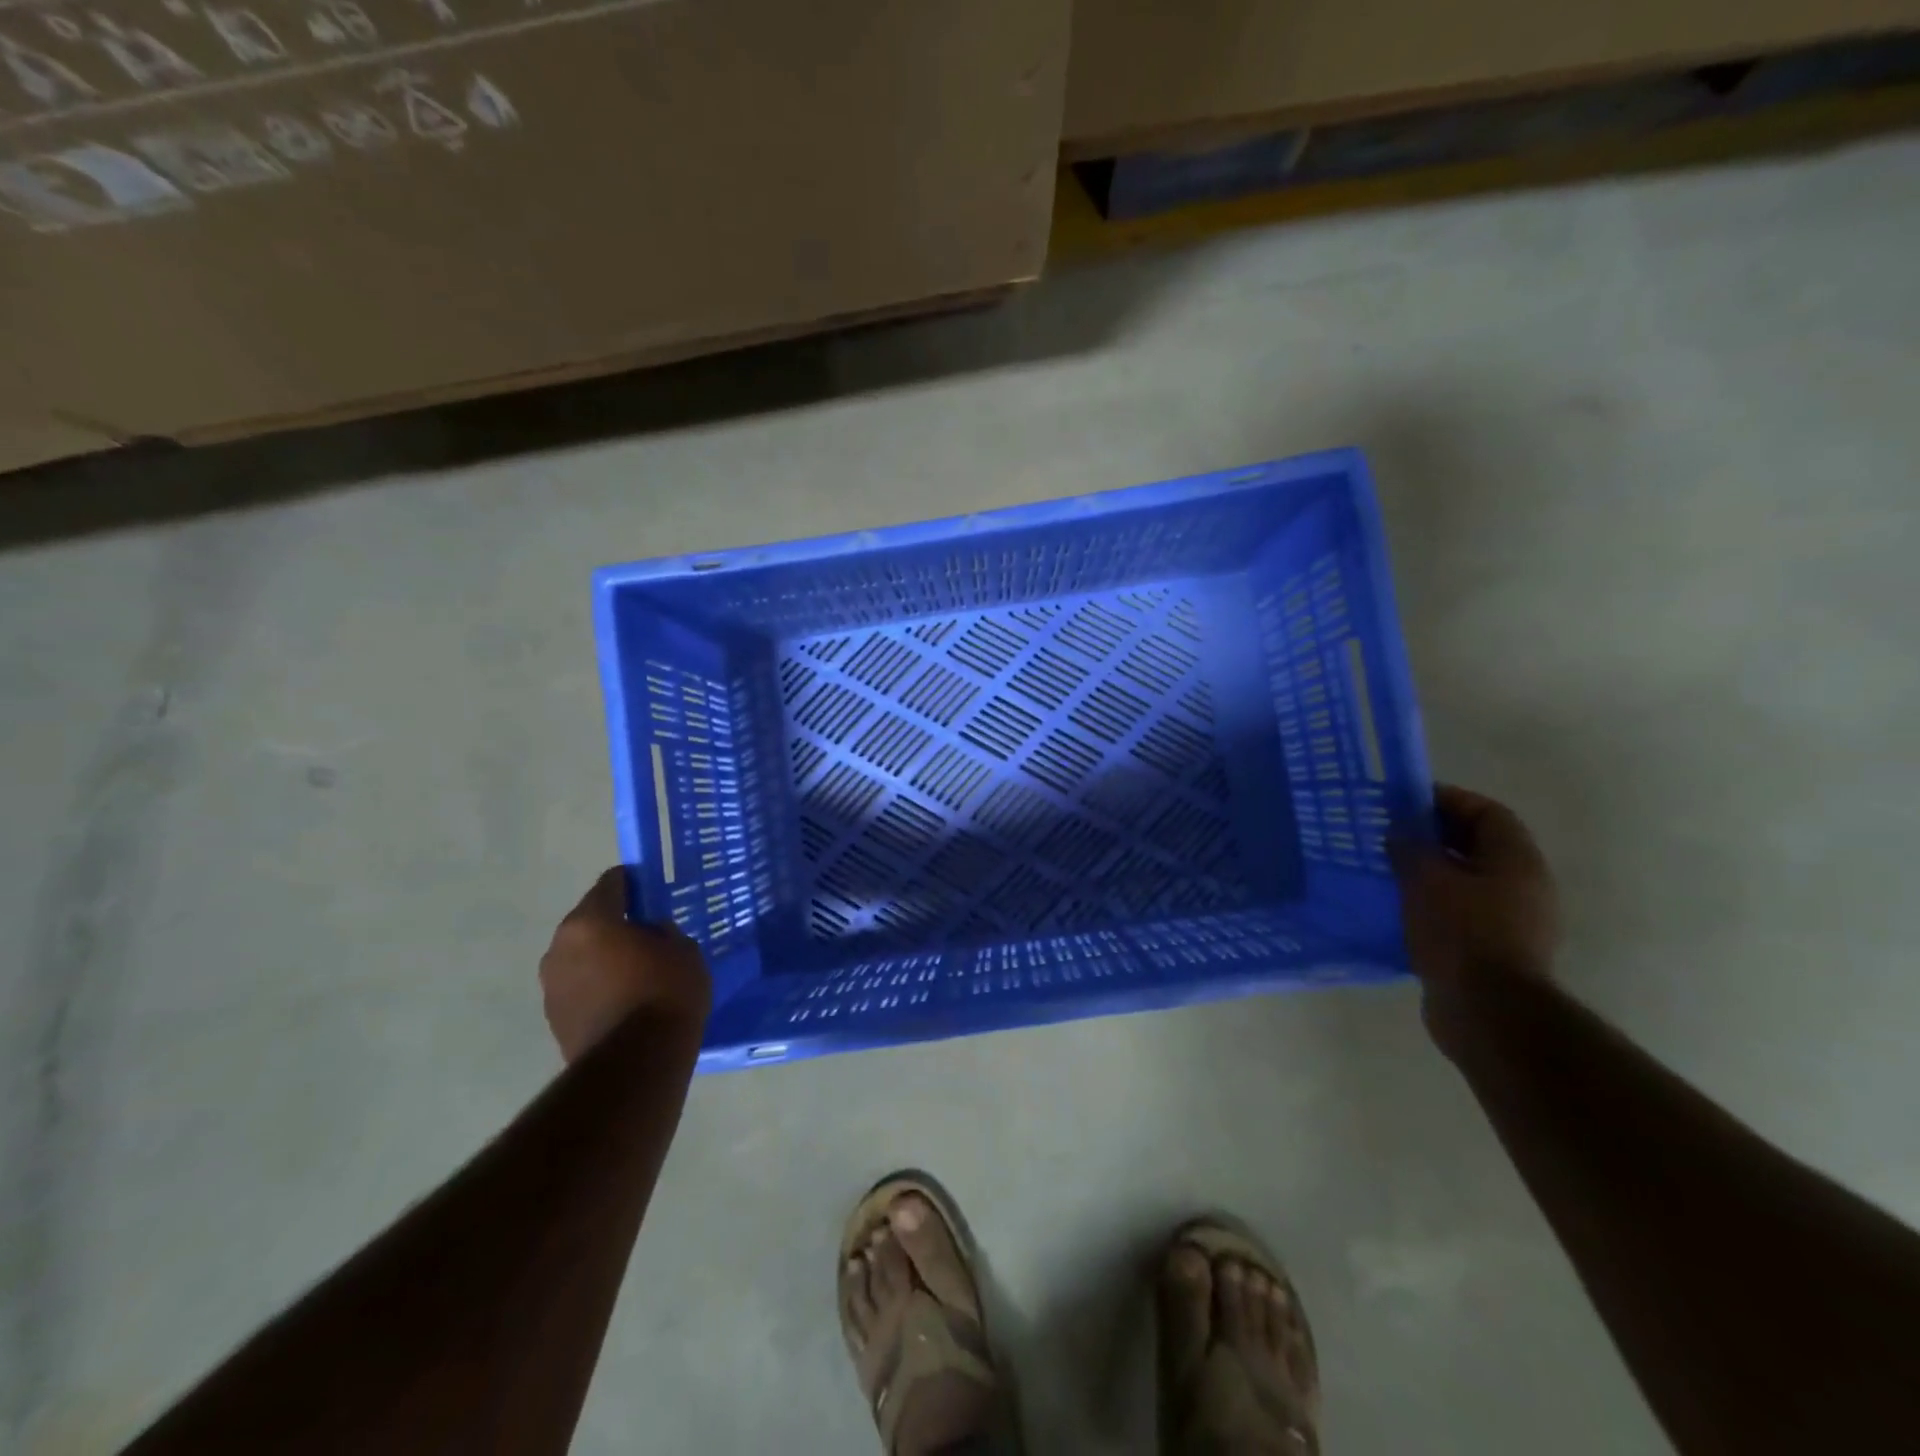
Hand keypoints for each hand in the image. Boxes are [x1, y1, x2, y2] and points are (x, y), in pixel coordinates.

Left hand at [539, 868, 711, 1062]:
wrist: (635, 1065)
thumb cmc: (664, 993)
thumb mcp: (683, 949)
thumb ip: (663, 932)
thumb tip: (650, 933)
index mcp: (589, 921)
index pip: (611, 883)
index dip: (634, 882)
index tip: (652, 891)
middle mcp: (560, 947)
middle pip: (591, 921)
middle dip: (616, 924)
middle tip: (648, 935)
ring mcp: (551, 985)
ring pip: (582, 957)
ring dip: (604, 958)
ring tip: (637, 973)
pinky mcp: (554, 1019)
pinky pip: (580, 987)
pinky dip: (598, 987)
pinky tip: (625, 1001)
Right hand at [1392, 785, 1560, 1054]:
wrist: (1487, 1011)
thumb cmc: (1461, 932)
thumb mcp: (1426, 879)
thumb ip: (1410, 847)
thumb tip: (1399, 831)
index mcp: (1516, 861)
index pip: (1487, 812)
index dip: (1448, 800)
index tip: (1405, 802)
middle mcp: (1523, 886)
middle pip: (1478, 845)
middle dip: (1434, 836)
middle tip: (1391, 834)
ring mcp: (1512, 921)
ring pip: (1466, 880)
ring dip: (1430, 871)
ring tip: (1388, 869)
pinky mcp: (1493, 949)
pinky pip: (1460, 911)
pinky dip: (1431, 902)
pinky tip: (1399, 907)